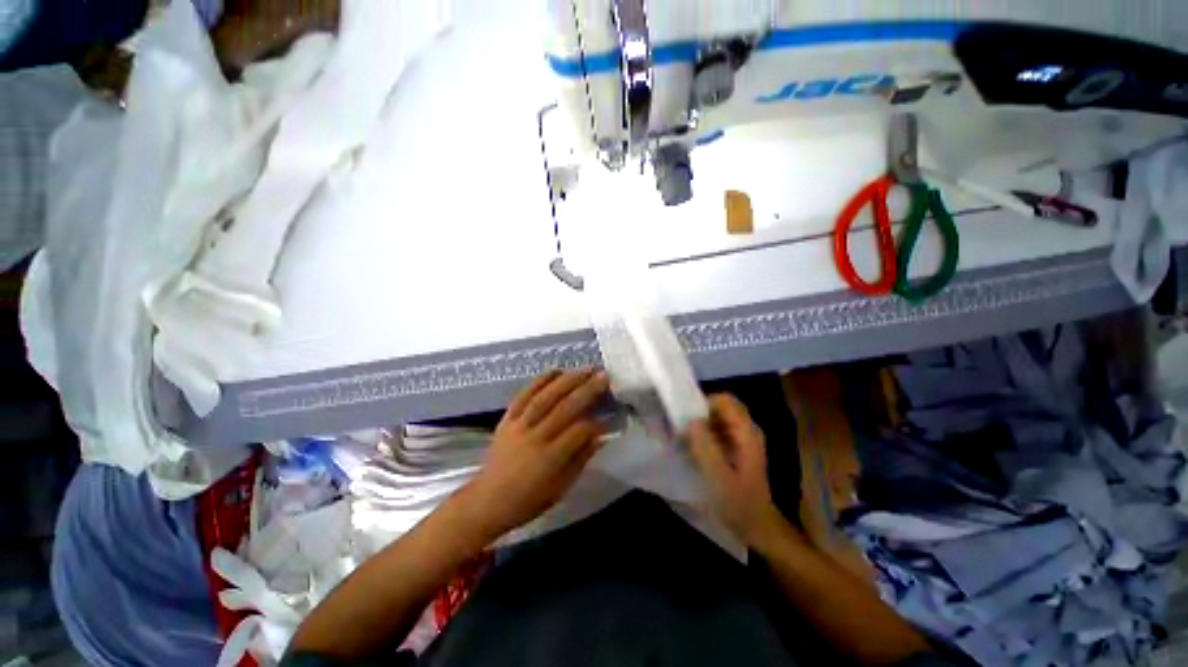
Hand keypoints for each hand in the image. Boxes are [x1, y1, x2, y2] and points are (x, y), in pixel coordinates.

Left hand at [459, 369, 609, 540]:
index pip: (579, 431)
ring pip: (546, 396)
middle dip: (587, 390)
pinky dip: (540, 380)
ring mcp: (519, 425)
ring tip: (585, 369)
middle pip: (565, 408)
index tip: (611, 415)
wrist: (487, 500)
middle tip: (604, 375)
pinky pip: (523, 395)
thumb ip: (581, 459)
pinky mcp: (507, 419)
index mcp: (550, 458)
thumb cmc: (528, 500)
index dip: (597, 422)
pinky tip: (555, 370)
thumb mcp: (560, 488)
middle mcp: (535, 437)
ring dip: (568, 380)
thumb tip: (601, 437)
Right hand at [686, 394, 786, 547]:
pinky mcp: (737, 448)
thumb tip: (691, 421)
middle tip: (682, 427)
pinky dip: (704, 434)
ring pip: (718, 418)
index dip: (704, 403)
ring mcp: (743, 439)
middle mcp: (747, 430)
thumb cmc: (738, 502)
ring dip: (700, 424)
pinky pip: (718, 430)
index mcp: (746, 432)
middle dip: (700, 413)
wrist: (757, 526)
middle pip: (721, 407)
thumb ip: (705, 446)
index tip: (685, 416)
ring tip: (683, 438)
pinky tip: (693, 448)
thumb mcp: (718, 476)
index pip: (725, 400)